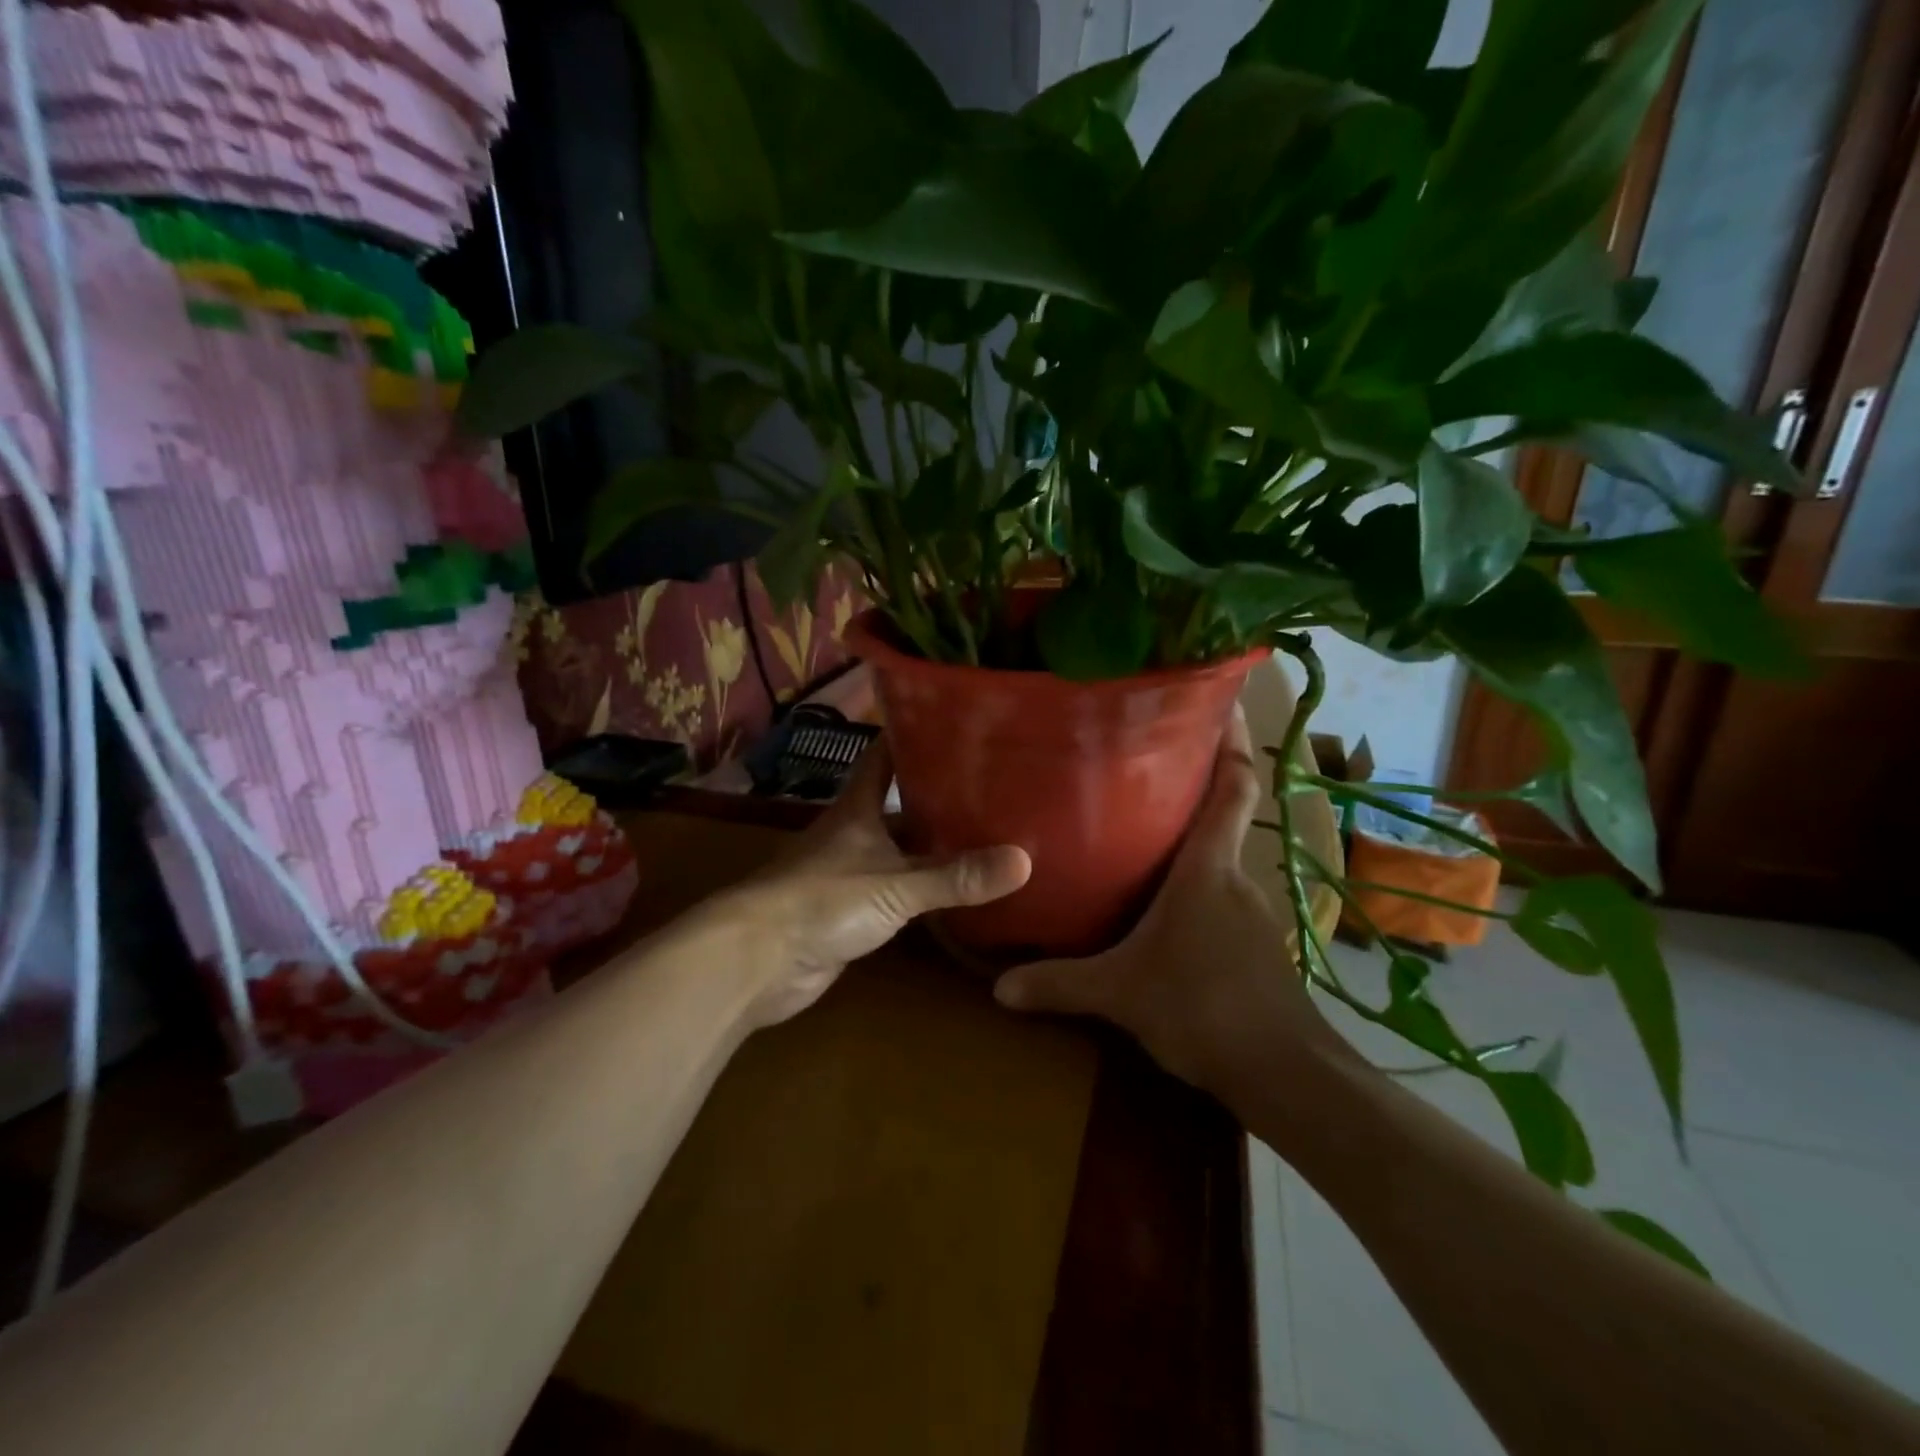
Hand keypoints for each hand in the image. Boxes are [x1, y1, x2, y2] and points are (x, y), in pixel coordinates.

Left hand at [731, 740, 1030, 1027]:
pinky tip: (956, 890)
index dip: (914, 735)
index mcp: (857, 807)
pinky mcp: (850, 912)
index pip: (885, 755)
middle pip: (899, 803)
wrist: (758, 960)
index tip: (955, 721)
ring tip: (989, 834)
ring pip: (900, 848)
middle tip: (994, 786)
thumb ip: (956, 876)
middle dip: (940, 795)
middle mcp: (853, 832)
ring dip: (934, 844)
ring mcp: (850, 873)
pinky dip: (924, 889)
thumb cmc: (822, 900)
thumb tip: (1025, 860)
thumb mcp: (896, 884)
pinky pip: (897, 892)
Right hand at [994, 706, 1342, 1095]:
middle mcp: (1235, 878)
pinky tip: (1167, 914)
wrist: (1285, 1075)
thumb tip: (1000, 987)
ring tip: (1143, 840)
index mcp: (1208, 868)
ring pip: (1219, 866)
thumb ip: (1060, 984)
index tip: (1223, 700)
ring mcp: (1253, 914)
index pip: (1233, 789)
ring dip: (1190, 850)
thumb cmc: (1202, 1007)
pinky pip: (1222, 902)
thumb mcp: (1120, 994)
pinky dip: (1198, 894)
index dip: (1233, 742)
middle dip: (1192, 793)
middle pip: (1222, 820)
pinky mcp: (1257, 948)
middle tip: (1144, 771)